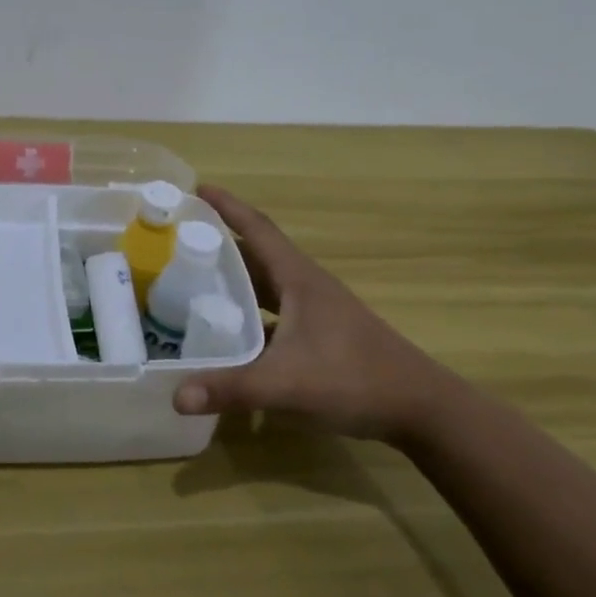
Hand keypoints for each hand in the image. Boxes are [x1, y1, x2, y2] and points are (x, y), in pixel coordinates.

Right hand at [172, 185, 473, 442]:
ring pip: (265, 286)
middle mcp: (305, 287)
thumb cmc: (354, 380)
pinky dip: (248, 315)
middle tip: (178, 241)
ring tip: (191, 282)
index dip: (227, 207)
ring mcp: (315, 311)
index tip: (196, 188)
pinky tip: (226, 334)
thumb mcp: (286, 384)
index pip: (258, 229)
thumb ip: (231, 389)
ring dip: (233, 280)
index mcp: (299, 279)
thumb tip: (176, 397)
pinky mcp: (319, 335)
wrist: (419, 407)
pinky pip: (272, 313)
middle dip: (219, 243)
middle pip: (256, 255)